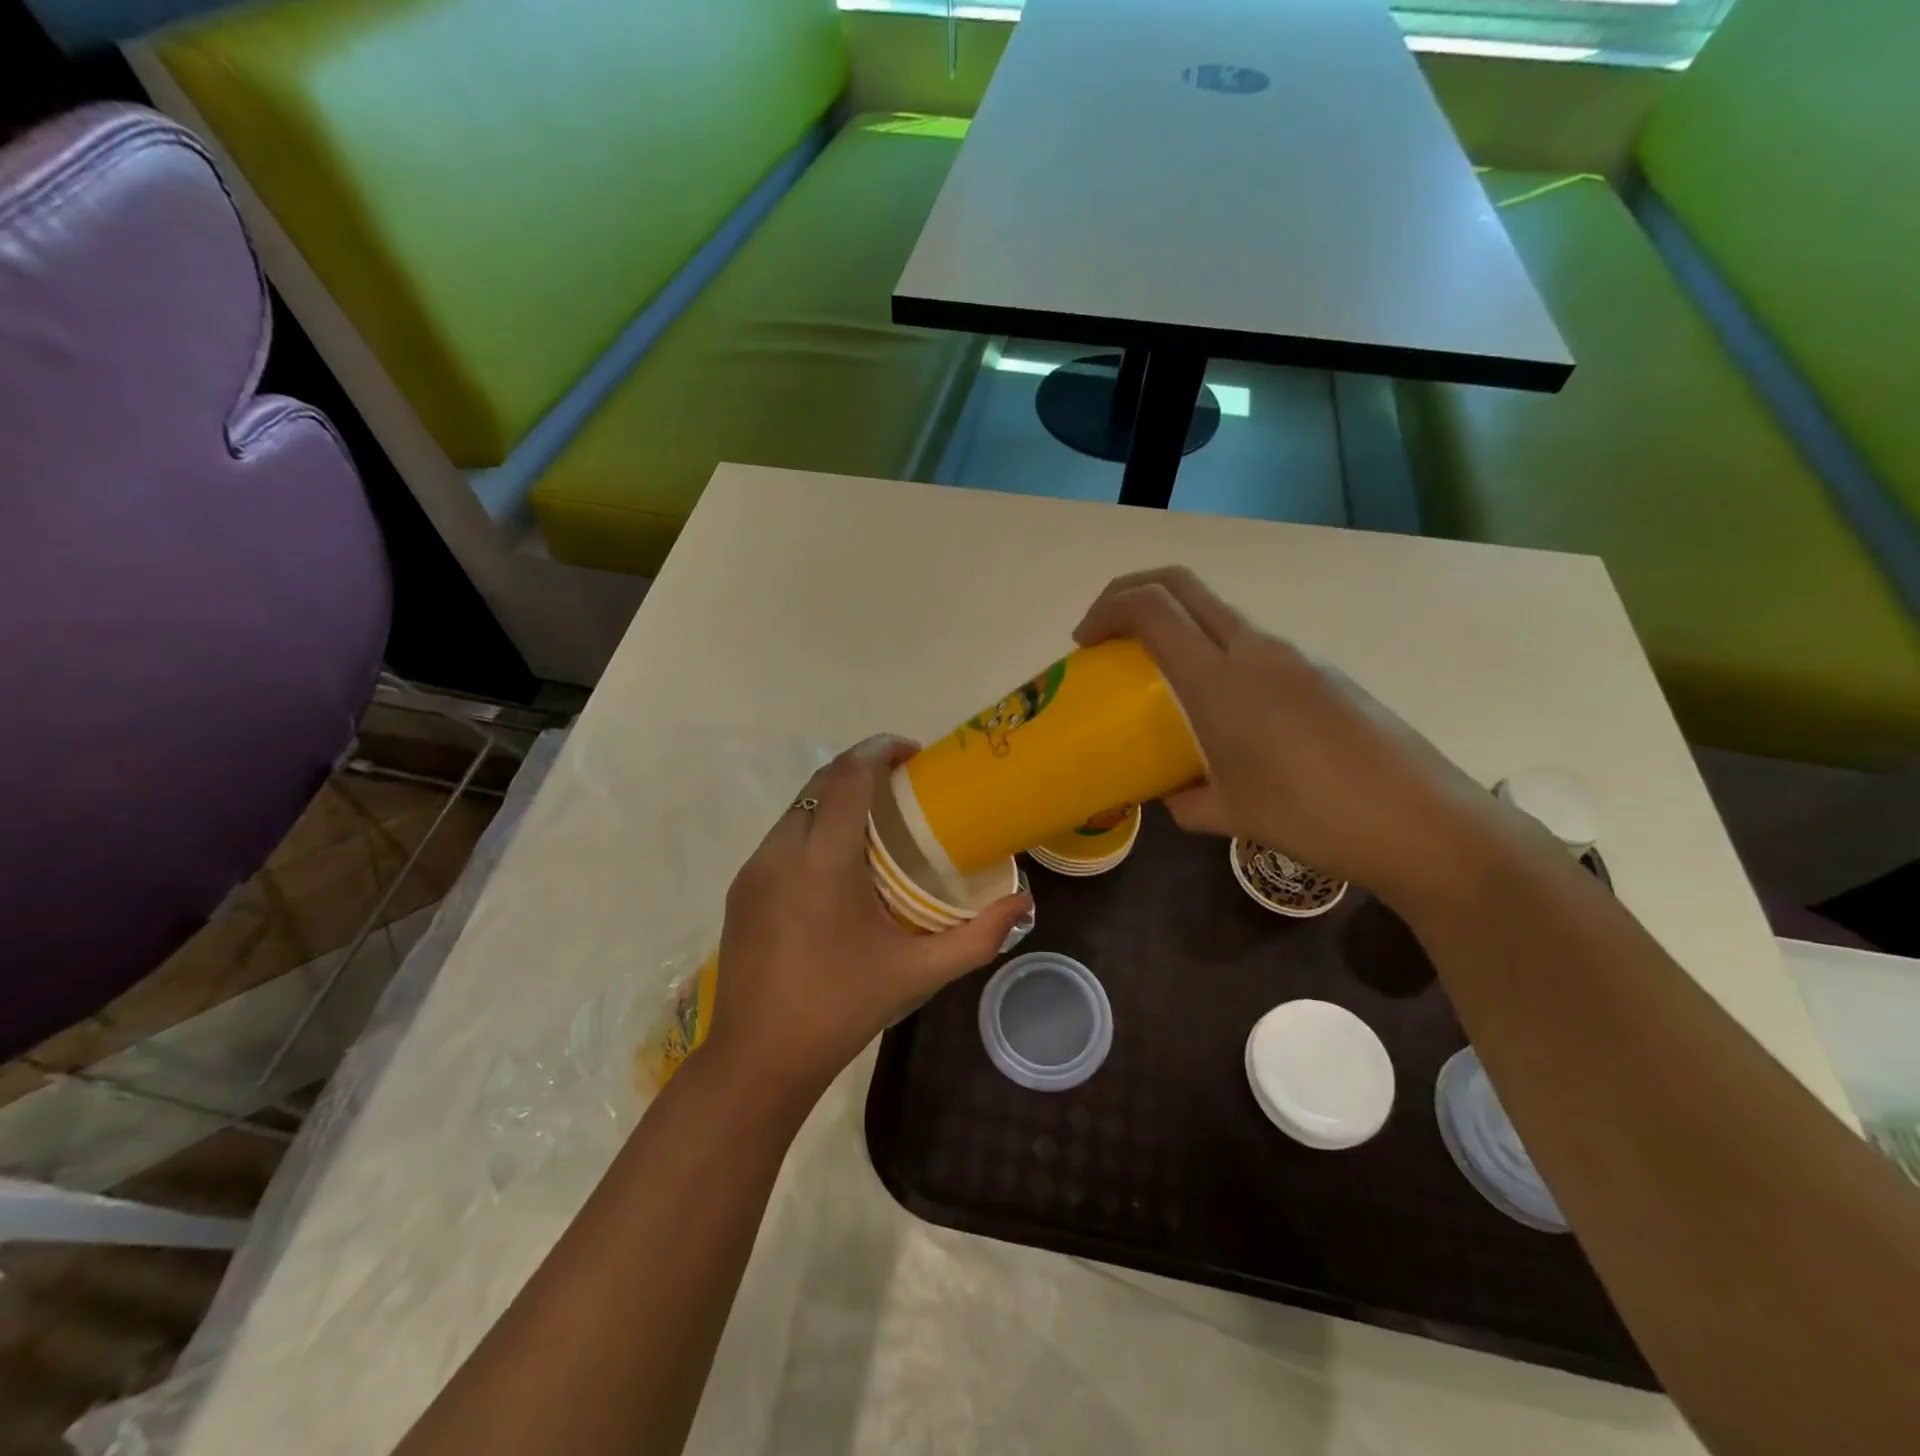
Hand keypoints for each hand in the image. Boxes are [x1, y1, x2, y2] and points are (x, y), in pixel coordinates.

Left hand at [707, 735, 1031, 1100]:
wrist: (758, 1059)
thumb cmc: (842, 1009)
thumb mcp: (918, 974)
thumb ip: (978, 936)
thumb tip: (1024, 903)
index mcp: (823, 861)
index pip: (848, 776)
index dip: (880, 750)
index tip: (914, 754)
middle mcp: (781, 851)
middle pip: (822, 782)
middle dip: (861, 769)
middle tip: (904, 786)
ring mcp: (754, 869)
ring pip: (799, 808)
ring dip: (837, 797)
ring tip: (876, 821)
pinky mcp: (741, 889)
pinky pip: (782, 837)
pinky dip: (814, 827)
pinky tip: (839, 863)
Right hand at [1074, 567, 1502, 903]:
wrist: (1420, 822)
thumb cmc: (1312, 818)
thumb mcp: (1229, 814)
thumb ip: (1183, 799)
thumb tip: (1168, 794)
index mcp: (1221, 679)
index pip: (1152, 608)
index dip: (1107, 610)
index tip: (1084, 643)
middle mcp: (1256, 649)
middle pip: (1182, 585)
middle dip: (1131, 593)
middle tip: (1106, 633)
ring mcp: (1295, 656)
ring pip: (1218, 615)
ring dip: (1177, 628)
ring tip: (1159, 682)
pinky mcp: (1322, 673)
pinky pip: (1252, 647)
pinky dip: (1215, 657)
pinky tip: (1224, 714)